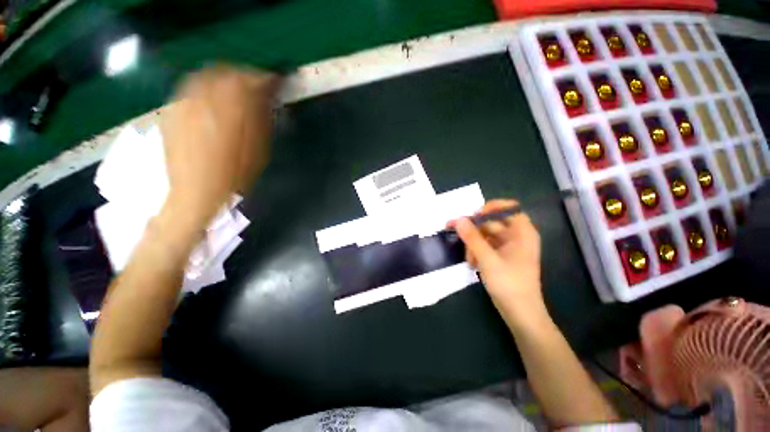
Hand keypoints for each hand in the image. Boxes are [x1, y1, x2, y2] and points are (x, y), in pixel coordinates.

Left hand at [161, 65, 279, 226]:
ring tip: (236, 89)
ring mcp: (183, 103)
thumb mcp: (257, 151)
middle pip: (226, 73)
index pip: (249, 82)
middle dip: (245, 76)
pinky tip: (213, 98)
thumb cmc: (233, 176)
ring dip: (225, 78)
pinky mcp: (172, 110)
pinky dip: (206, 86)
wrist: (195, 192)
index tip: (276, 81)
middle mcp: (203, 101)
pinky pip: (190, 87)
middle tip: (258, 84)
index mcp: (229, 112)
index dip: (265, 79)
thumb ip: (260, 119)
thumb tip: (265, 96)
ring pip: (207, 77)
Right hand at [450, 200, 543, 322]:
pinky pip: (485, 245)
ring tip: (469, 259)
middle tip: (455, 232)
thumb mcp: (487, 259)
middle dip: (474, 230)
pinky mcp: (500, 256)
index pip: (508, 208)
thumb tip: (458, 219)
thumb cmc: (509, 284)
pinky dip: (476, 252)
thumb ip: (472, 238)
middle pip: (492, 222)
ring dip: (473, 244)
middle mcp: (516, 236)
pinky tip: (472, 264)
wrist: (520, 313)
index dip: (490, 208)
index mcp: (522, 232)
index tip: (473, 215)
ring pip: (485, 235)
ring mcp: (508, 246)